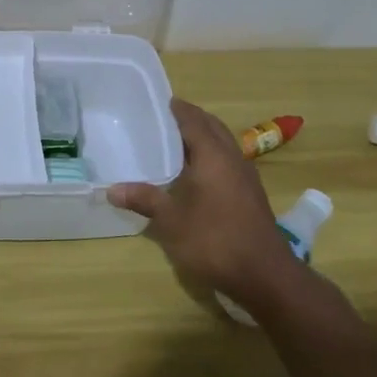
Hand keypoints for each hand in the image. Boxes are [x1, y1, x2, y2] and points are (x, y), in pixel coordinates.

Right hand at [109, 99, 298, 307]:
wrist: (265, 276)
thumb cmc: (214, 241)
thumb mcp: (171, 221)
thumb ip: (144, 200)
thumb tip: (112, 189)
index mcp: (213, 155)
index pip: (194, 120)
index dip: (178, 109)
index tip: (160, 101)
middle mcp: (232, 158)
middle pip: (212, 127)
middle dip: (192, 119)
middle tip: (165, 118)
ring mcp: (246, 176)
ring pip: (224, 143)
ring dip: (204, 136)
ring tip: (178, 142)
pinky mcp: (251, 194)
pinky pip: (229, 160)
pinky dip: (212, 155)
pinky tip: (198, 172)